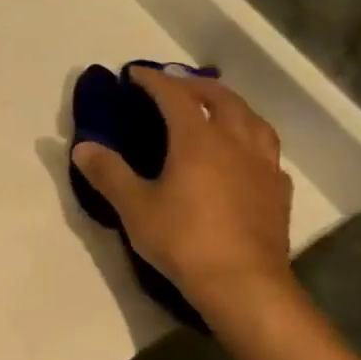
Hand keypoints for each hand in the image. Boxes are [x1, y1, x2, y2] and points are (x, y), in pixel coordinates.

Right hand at [73, 68, 295, 315]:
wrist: (244, 285)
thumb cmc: (185, 241)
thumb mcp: (134, 208)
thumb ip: (108, 173)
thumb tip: (83, 147)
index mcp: (198, 140)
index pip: (175, 96)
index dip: (154, 81)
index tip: (135, 74)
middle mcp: (235, 142)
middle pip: (221, 99)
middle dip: (195, 86)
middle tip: (174, 85)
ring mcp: (262, 166)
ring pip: (252, 120)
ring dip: (230, 106)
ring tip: (214, 110)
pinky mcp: (278, 192)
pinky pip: (267, 151)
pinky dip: (250, 139)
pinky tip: (243, 155)